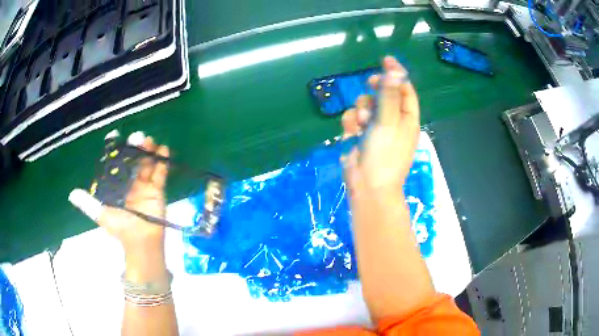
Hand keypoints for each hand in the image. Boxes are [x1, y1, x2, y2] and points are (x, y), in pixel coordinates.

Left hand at [69, 132, 169, 281]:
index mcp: (117, 186)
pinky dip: (163, 162)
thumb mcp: (102, 215)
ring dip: (149, 151)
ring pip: (146, 164)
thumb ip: (89, 204)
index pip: (115, 164)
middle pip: (133, 161)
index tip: (115, 136)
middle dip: (135, 148)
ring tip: (149, 141)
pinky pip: (160, 173)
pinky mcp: (157, 190)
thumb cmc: (120, 229)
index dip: (115, 150)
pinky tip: (164, 149)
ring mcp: (144, 185)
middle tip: (137, 137)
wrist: (141, 243)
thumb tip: (71, 194)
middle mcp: (130, 183)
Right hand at [342, 56, 419, 199]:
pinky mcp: (359, 136)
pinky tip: (352, 133)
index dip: (397, 75)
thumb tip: (394, 71)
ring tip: (362, 124)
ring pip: (365, 105)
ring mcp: (375, 129)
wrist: (368, 187)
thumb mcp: (388, 122)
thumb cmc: (385, 155)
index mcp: (407, 118)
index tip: (386, 60)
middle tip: (371, 84)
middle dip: (375, 91)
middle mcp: (392, 121)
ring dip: (361, 110)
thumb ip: (389, 95)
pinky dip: (351, 123)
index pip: (405, 90)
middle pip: (384, 94)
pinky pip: (353, 119)